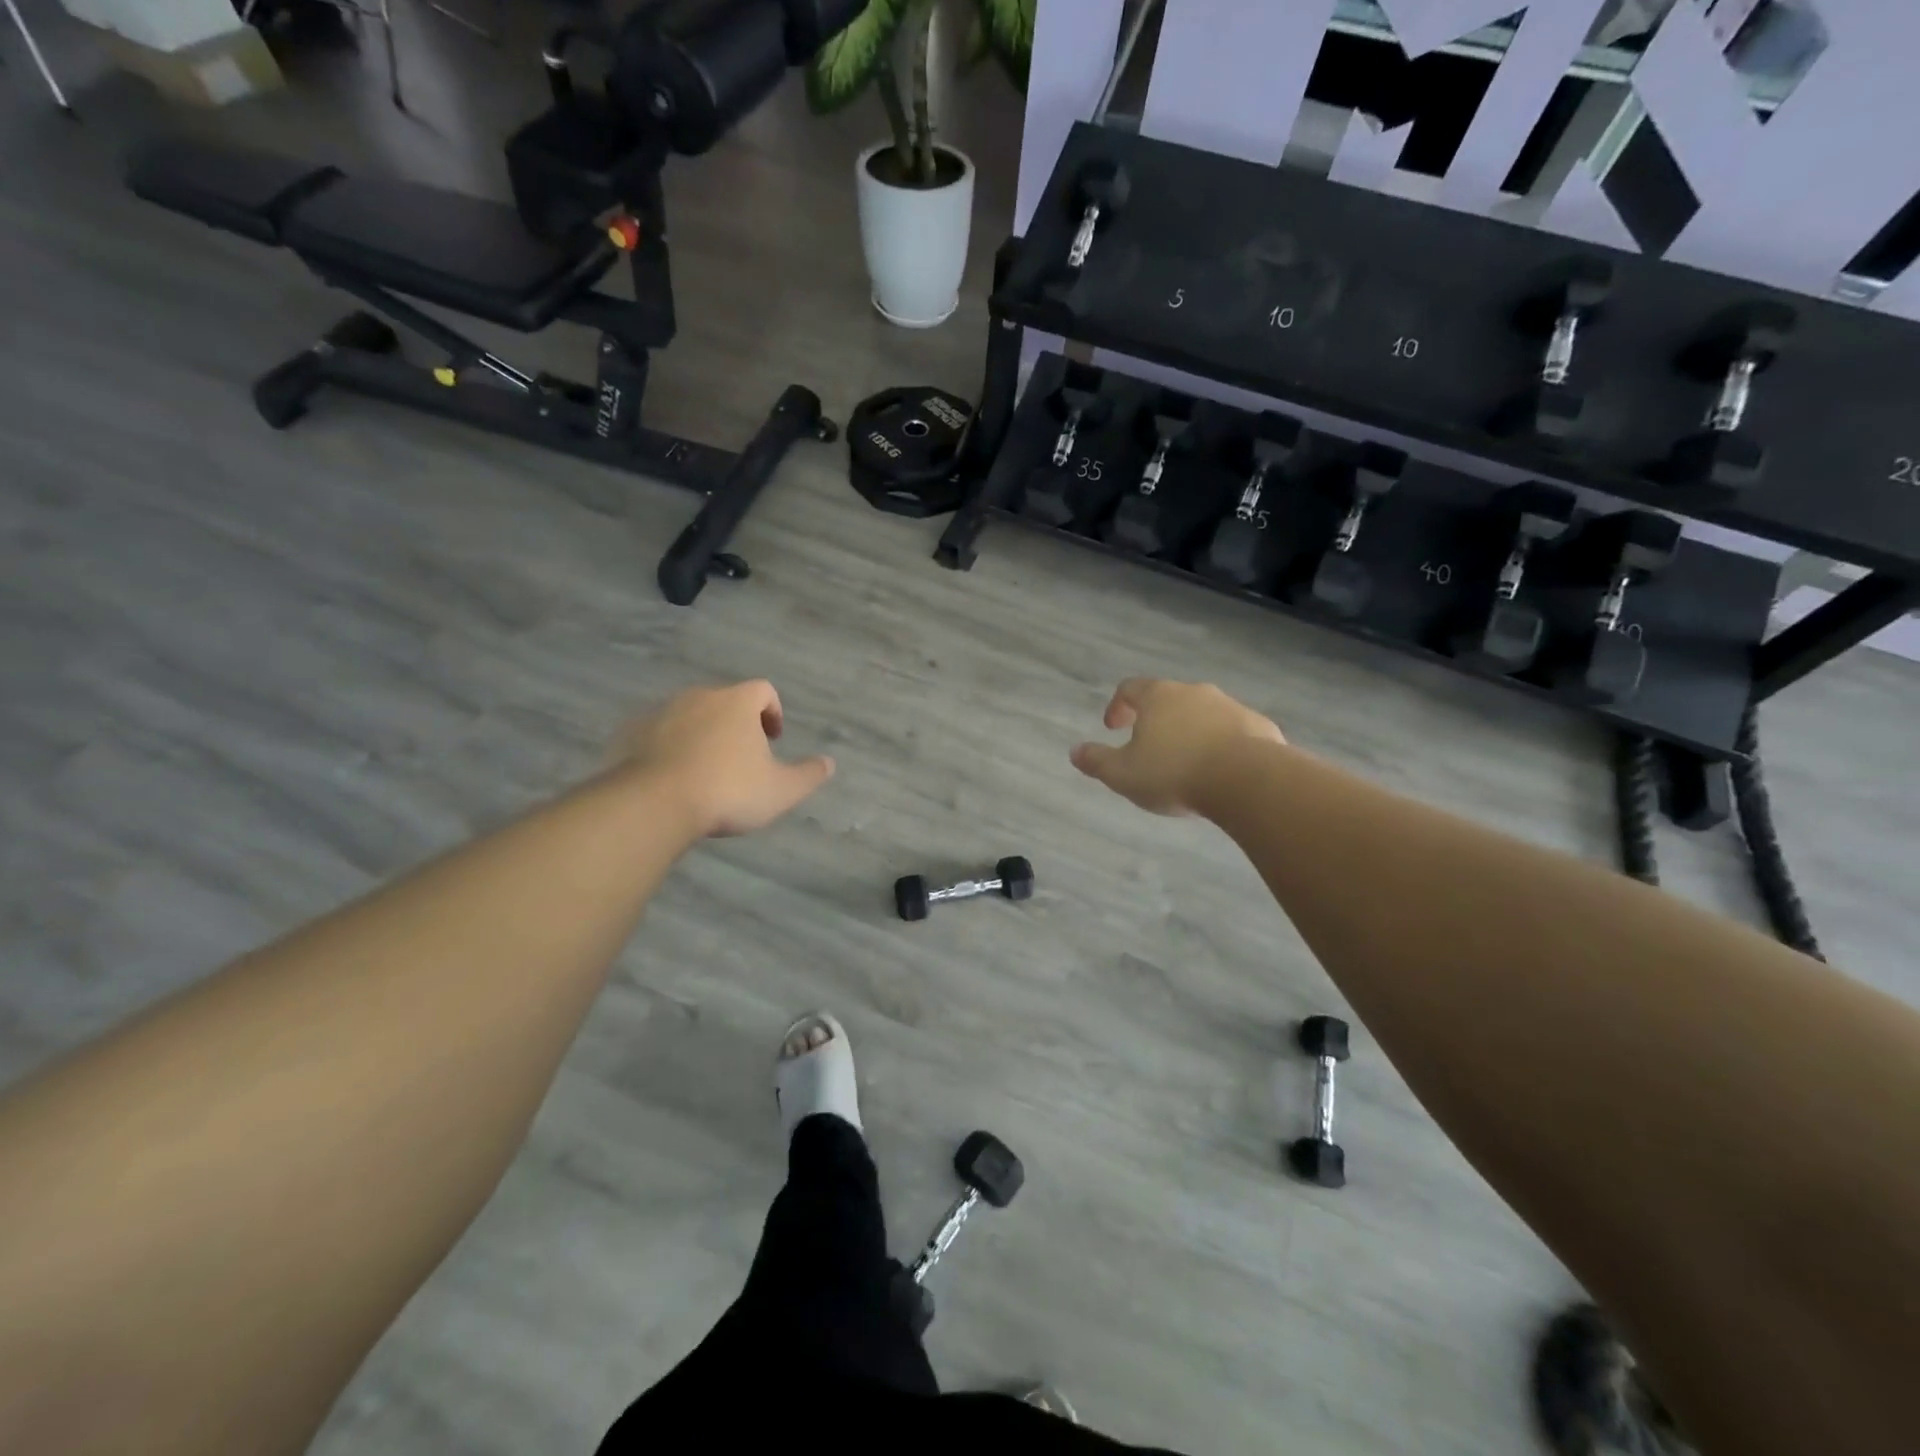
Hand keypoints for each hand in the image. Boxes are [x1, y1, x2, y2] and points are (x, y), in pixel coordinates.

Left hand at [616, 681, 833, 837]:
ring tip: (705, 771)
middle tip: (741, 759)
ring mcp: (660, 713)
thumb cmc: (727, 791)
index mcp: (736, 702)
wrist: (652, 804)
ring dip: (700, 735)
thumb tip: (829, 763)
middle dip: (736, 725)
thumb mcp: (780, 790)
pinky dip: (667, 748)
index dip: (773, 711)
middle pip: (724, 701)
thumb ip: (808, 775)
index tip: (773, 739)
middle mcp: (698, 697)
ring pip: (688, 716)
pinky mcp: (629, 733)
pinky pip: (656, 734)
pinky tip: (671, 779)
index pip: (763, 690)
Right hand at [1070, 678, 1285, 816]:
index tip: (1113, 728)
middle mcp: (1194, 692)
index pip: (1130, 688)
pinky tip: (1220, 772)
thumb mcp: (1123, 774)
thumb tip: (1074, 752)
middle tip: (1149, 748)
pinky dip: (1221, 745)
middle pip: (1169, 699)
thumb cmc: (1174, 772)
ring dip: (1191, 733)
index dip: (1118, 706)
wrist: (1247, 780)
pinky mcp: (1259, 726)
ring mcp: (1231, 706)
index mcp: (1158, 696)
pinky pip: (1233, 732)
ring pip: (1203, 715)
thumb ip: (1096, 761)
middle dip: (1156, 721)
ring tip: (1186, 765)